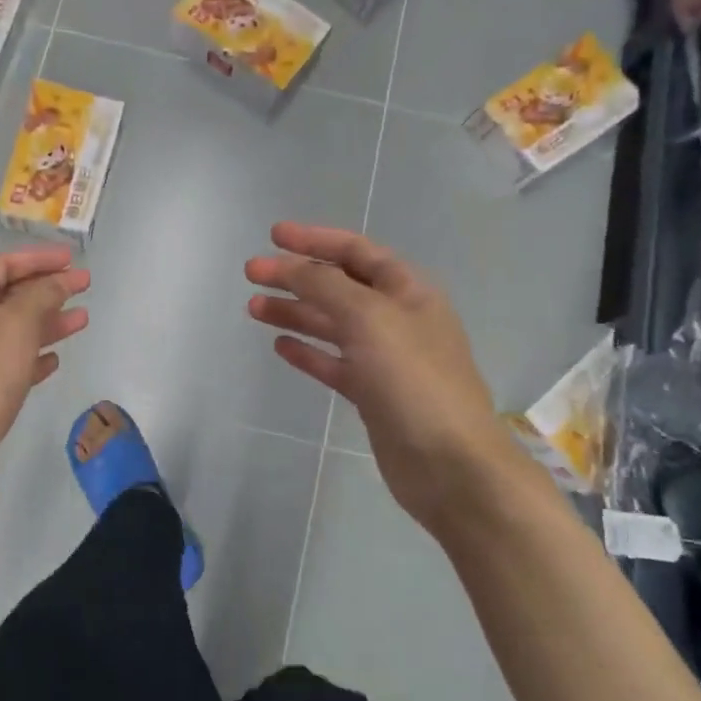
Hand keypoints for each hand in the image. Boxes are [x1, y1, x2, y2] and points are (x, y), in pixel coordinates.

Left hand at [0, 246, 89, 466]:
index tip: (71, 259)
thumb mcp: (13, 324)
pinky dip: (34, 357)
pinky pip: (12, 364)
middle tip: (83, 286)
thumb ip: (40, 295)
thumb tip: (58, 280)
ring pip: (14, 331)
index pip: (0, 266)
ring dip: (48, 322)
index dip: (36, 258)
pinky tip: (55, 361)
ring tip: (82, 320)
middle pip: (8, 297)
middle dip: (47, 289)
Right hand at [245, 223, 518, 531]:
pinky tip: (281, 345)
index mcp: (408, 292)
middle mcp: (398, 319)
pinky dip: (308, 351)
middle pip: (339, 287)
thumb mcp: (368, 318)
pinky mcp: (372, 394)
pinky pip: (334, 363)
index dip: (315, 239)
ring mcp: (385, 359)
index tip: (274, 235)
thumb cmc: (413, 380)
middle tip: (252, 273)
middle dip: (297, 276)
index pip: (357, 252)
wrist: (449, 464)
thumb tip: (288, 263)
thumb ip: (324, 286)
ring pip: (332, 325)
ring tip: (253, 308)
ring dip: (295, 312)